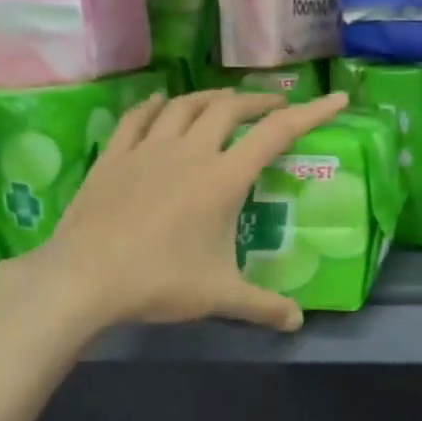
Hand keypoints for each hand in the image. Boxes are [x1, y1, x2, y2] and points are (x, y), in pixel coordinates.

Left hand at [34, 88, 350, 333]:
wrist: (83, 278)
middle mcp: (190, 152)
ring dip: (212, 98)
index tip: (338, 98)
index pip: (276, 133)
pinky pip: (138, 117)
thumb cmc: (159, 281)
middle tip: (275, 108)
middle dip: (259, 102)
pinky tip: (161, 103)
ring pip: (185, 104)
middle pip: (230, 108)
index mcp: (223, 178)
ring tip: (225, 103)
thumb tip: (297, 322)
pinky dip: (156, 105)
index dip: (312, 113)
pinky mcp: (114, 156)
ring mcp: (148, 149)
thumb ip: (262, 306)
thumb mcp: (219, 296)